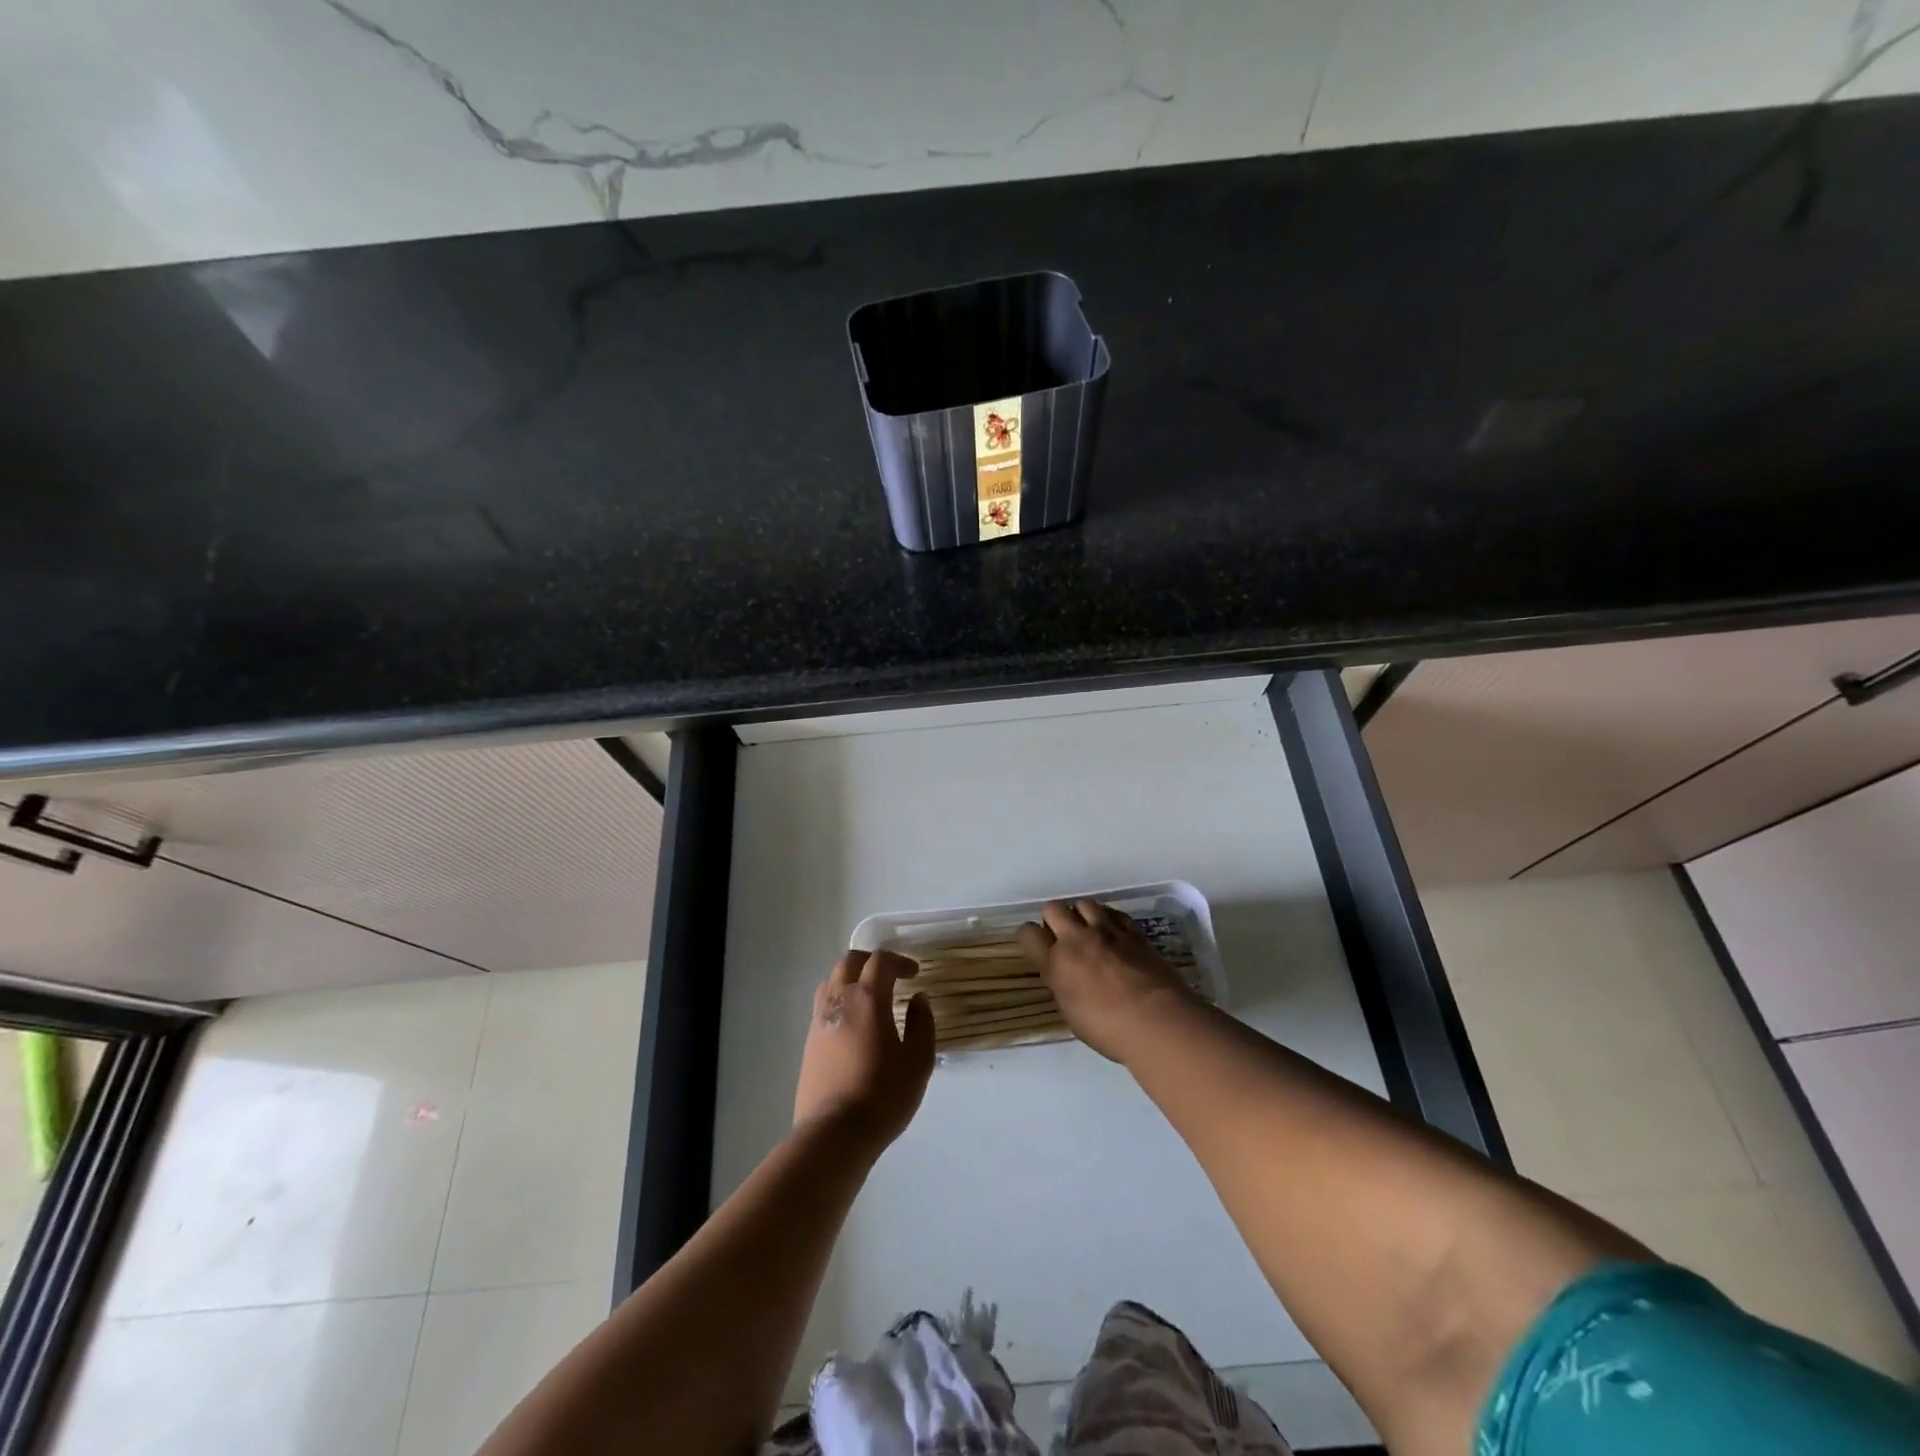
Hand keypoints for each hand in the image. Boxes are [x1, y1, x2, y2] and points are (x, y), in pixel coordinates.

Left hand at [794, 950, 934, 1155]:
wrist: (834, 1133)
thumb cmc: (883, 1095)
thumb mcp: (918, 1061)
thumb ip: (922, 1024)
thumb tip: (918, 999)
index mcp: (867, 998)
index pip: (880, 961)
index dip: (899, 961)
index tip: (914, 974)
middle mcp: (839, 1000)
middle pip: (849, 962)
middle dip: (871, 961)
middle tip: (890, 975)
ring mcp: (819, 1020)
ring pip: (831, 981)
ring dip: (851, 978)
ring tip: (869, 995)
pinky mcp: (809, 1042)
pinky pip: (823, 1005)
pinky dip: (839, 1000)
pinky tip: (854, 1022)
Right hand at [1016, 900, 1198, 1062]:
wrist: (1157, 1021)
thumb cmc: (1110, 1030)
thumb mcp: (1072, 1014)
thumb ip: (1063, 986)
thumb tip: (1065, 975)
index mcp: (1056, 964)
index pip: (1028, 933)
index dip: (1030, 936)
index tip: (1036, 944)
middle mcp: (1076, 940)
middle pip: (1053, 908)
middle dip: (1054, 918)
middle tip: (1063, 936)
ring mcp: (1106, 931)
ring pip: (1083, 903)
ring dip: (1081, 914)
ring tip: (1089, 931)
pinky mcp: (1132, 930)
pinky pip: (1113, 912)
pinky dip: (1108, 918)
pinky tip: (1113, 933)